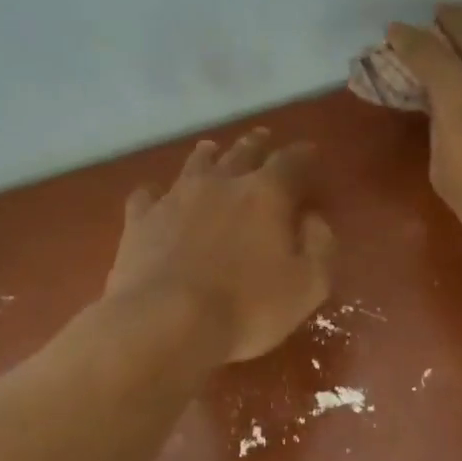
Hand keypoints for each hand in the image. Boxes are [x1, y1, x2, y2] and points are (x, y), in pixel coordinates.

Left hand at [104, 129, 336, 362]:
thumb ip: (320, 246)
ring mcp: (176, 198)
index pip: (291, 161)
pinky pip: (148, 194)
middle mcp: (222, 183)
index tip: (309, 152)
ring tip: (212, 149)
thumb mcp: (308, 285)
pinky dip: (156, 192)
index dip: (303, 155)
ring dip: (208, 155)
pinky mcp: (141, 220)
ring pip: (196, 164)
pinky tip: (156, 195)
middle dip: (257, 144)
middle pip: (242, 152)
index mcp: (266, 194)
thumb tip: (314, 219)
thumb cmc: (248, 307)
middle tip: (263, 137)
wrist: (166, 323)